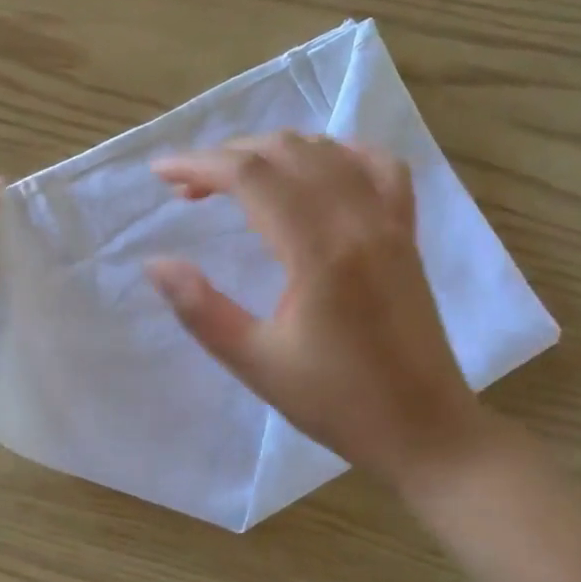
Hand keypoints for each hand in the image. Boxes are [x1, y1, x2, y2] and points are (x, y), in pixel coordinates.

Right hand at [148, 133, 498, 491]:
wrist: (425, 430)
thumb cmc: (337, 402)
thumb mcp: (256, 363)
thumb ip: (200, 309)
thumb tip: (155, 264)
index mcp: (319, 251)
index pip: (251, 177)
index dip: (199, 165)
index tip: (160, 174)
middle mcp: (358, 220)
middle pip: (286, 152)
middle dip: (227, 156)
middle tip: (188, 189)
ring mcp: (389, 222)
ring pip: (327, 152)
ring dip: (273, 151)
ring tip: (236, 179)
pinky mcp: (405, 233)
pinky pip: (379, 167)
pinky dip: (338, 154)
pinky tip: (315, 169)